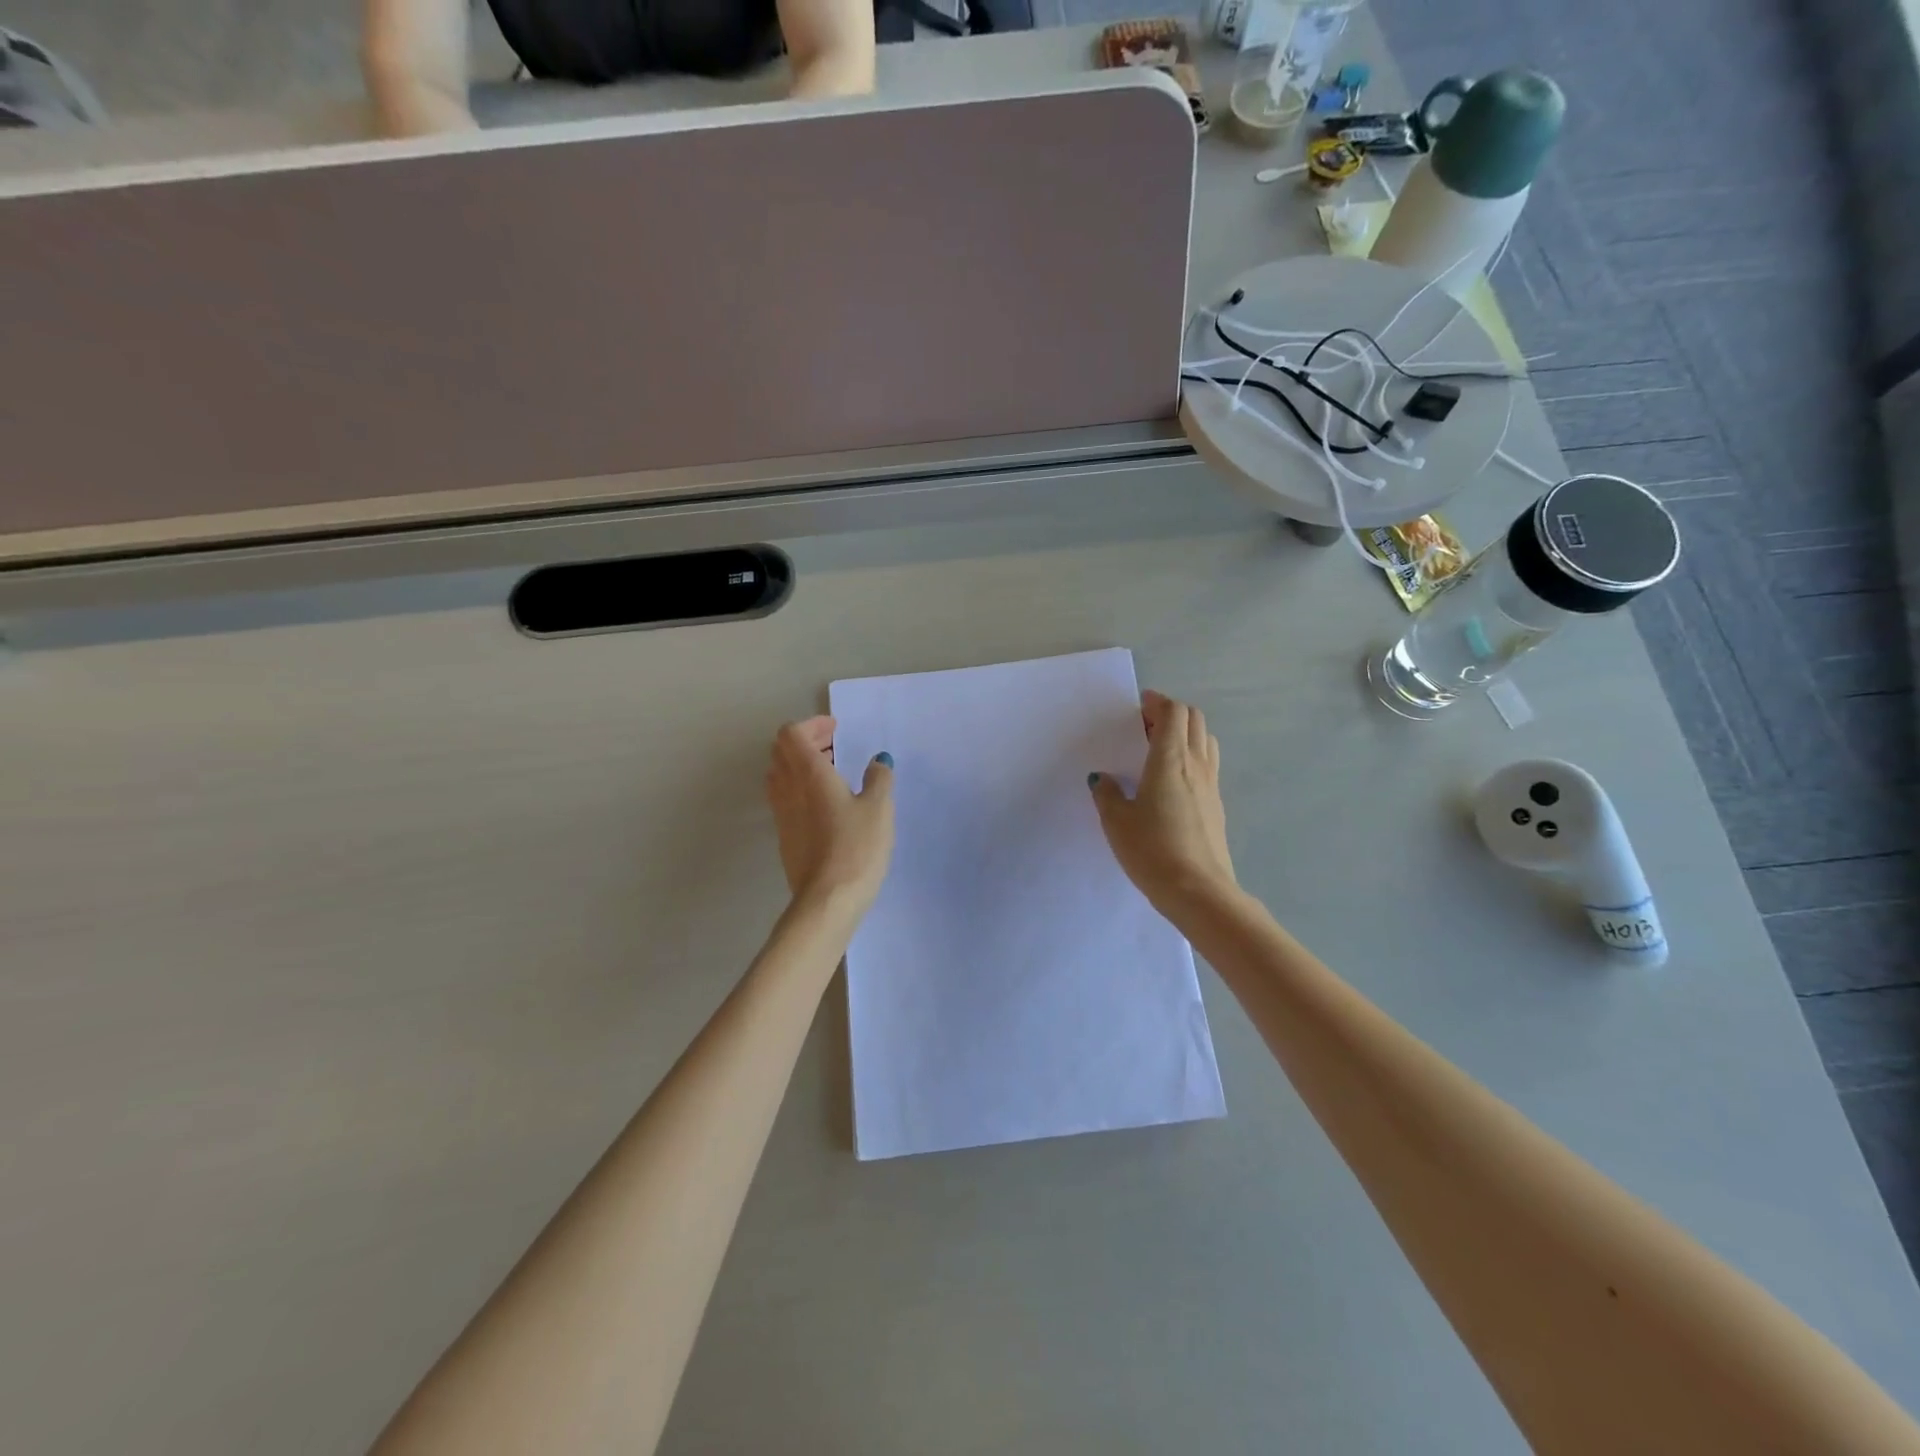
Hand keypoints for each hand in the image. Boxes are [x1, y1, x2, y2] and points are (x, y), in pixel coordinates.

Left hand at [765, 716, 894, 914]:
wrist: (827, 900)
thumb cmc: (856, 847)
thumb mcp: (879, 808)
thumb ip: (879, 779)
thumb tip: (878, 761)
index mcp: (809, 774)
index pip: (792, 734)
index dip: (812, 725)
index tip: (835, 729)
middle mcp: (788, 789)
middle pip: (782, 752)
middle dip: (805, 741)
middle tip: (833, 746)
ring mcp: (782, 814)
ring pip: (780, 775)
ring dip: (800, 765)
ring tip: (830, 772)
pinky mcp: (784, 836)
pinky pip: (784, 798)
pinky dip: (799, 788)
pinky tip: (826, 804)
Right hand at [1089, 691, 1236, 913]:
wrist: (1198, 891)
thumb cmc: (1152, 850)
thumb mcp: (1117, 822)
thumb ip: (1108, 794)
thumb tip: (1103, 778)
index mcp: (1170, 760)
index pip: (1173, 713)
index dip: (1157, 703)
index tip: (1139, 707)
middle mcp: (1196, 764)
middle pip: (1194, 720)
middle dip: (1171, 714)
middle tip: (1145, 726)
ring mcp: (1211, 785)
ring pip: (1205, 740)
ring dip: (1185, 733)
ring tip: (1158, 750)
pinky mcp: (1216, 805)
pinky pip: (1207, 765)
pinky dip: (1191, 757)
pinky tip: (1170, 781)